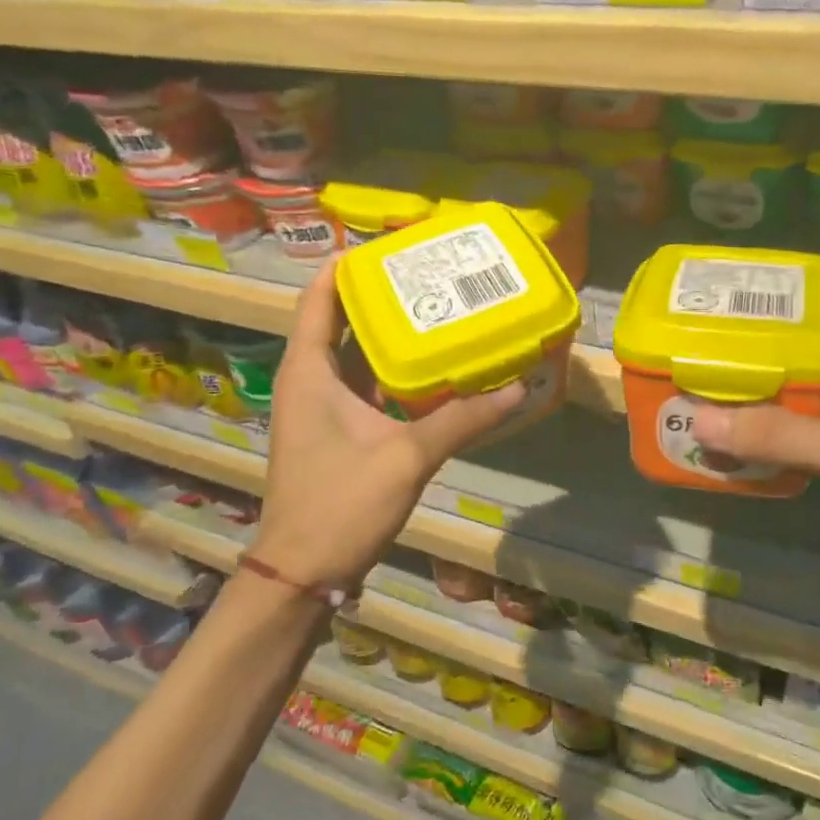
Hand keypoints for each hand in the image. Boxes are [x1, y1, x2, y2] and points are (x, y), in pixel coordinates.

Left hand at [246, 263, 525, 589]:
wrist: (303, 573)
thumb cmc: (340, 505)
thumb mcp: (406, 457)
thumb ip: (462, 420)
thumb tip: (516, 388)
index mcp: (309, 372)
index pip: (319, 299)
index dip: (347, 267)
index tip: (389, 246)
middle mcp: (311, 382)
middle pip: (342, 323)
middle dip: (381, 297)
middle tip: (430, 276)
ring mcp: (323, 411)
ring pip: (358, 358)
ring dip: (392, 337)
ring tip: (440, 312)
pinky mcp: (338, 435)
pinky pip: (368, 389)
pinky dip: (396, 376)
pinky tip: (436, 372)